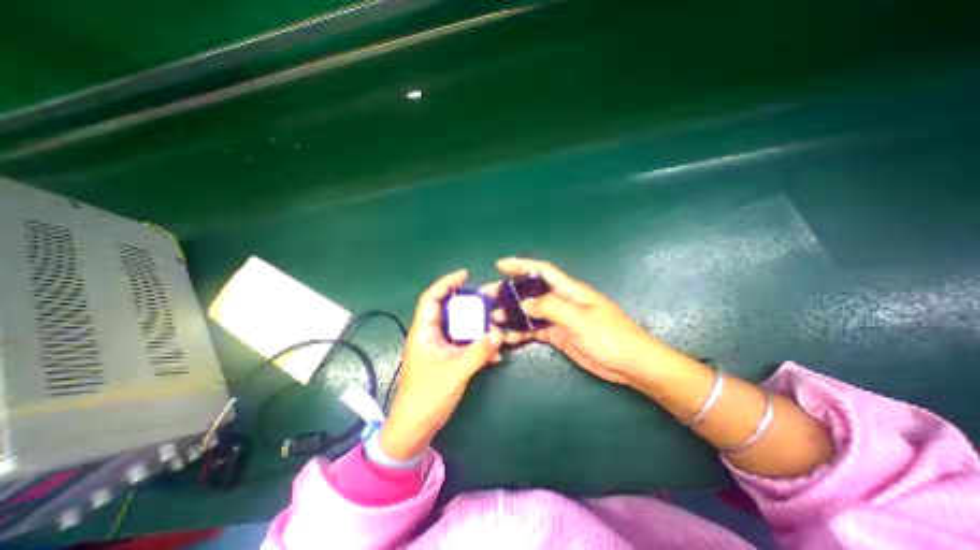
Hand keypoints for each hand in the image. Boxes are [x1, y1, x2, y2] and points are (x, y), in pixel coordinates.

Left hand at [382, 268, 504, 459]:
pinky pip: (464, 345)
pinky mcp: (446, 359)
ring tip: (495, 324)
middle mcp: (430, 335)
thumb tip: (499, 333)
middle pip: (448, 311)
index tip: (465, 275)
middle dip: (468, 304)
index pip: (431, 298)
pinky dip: (477, 345)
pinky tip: (494, 353)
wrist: (414, 428)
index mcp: (423, 332)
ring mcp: (438, 348)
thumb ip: (479, 351)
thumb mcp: (455, 372)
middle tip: (488, 301)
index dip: (446, 283)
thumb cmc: (427, 397)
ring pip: (459, 328)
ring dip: (476, 327)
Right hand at [489, 258, 683, 386]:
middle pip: (531, 292)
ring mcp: (559, 319)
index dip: (521, 265)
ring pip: (530, 312)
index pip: (541, 271)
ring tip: (494, 320)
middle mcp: (562, 301)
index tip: (500, 265)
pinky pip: (535, 330)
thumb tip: (525, 303)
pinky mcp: (559, 335)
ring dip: (513, 315)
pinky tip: (509, 337)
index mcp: (569, 290)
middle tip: (488, 297)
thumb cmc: (611, 337)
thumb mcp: (580, 319)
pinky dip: (522, 332)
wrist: (631, 365)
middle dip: (509, 292)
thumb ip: (551, 307)